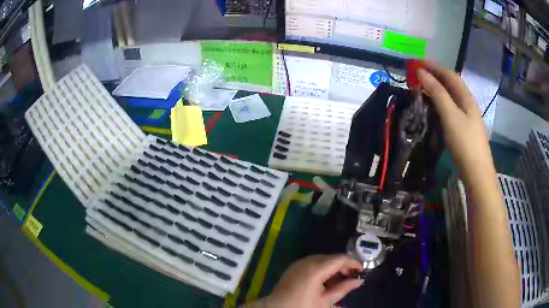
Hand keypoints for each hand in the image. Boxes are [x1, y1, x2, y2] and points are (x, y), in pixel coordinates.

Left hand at [263, 254, 362, 307]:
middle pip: (332, 258)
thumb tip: (359, 281)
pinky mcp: (294, 267)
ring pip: (323, 259)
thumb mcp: (325, 301)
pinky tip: (325, 280)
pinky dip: (323, 268)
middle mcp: (308, 261)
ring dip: (333, 267)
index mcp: (316, 268)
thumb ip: (343, 288)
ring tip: (339, 280)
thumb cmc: (302, 306)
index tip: (362, 271)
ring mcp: (299, 263)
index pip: (340, 259)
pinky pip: (313, 263)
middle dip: (343, 266)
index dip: (353, 263)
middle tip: (351, 277)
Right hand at [417, 63, 494, 181]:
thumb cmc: (465, 142)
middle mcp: (468, 104)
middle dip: (435, 76)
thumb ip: (437, 93)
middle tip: (417, 75)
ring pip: (451, 97)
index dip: (434, 66)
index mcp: (466, 97)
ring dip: (437, 89)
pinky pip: (451, 109)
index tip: (417, 63)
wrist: (477, 173)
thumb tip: (421, 73)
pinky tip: (434, 108)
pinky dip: (440, 103)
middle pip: (451, 84)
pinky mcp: (464, 129)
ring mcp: (467, 117)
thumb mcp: (450, 115)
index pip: (449, 75)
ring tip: (423, 88)